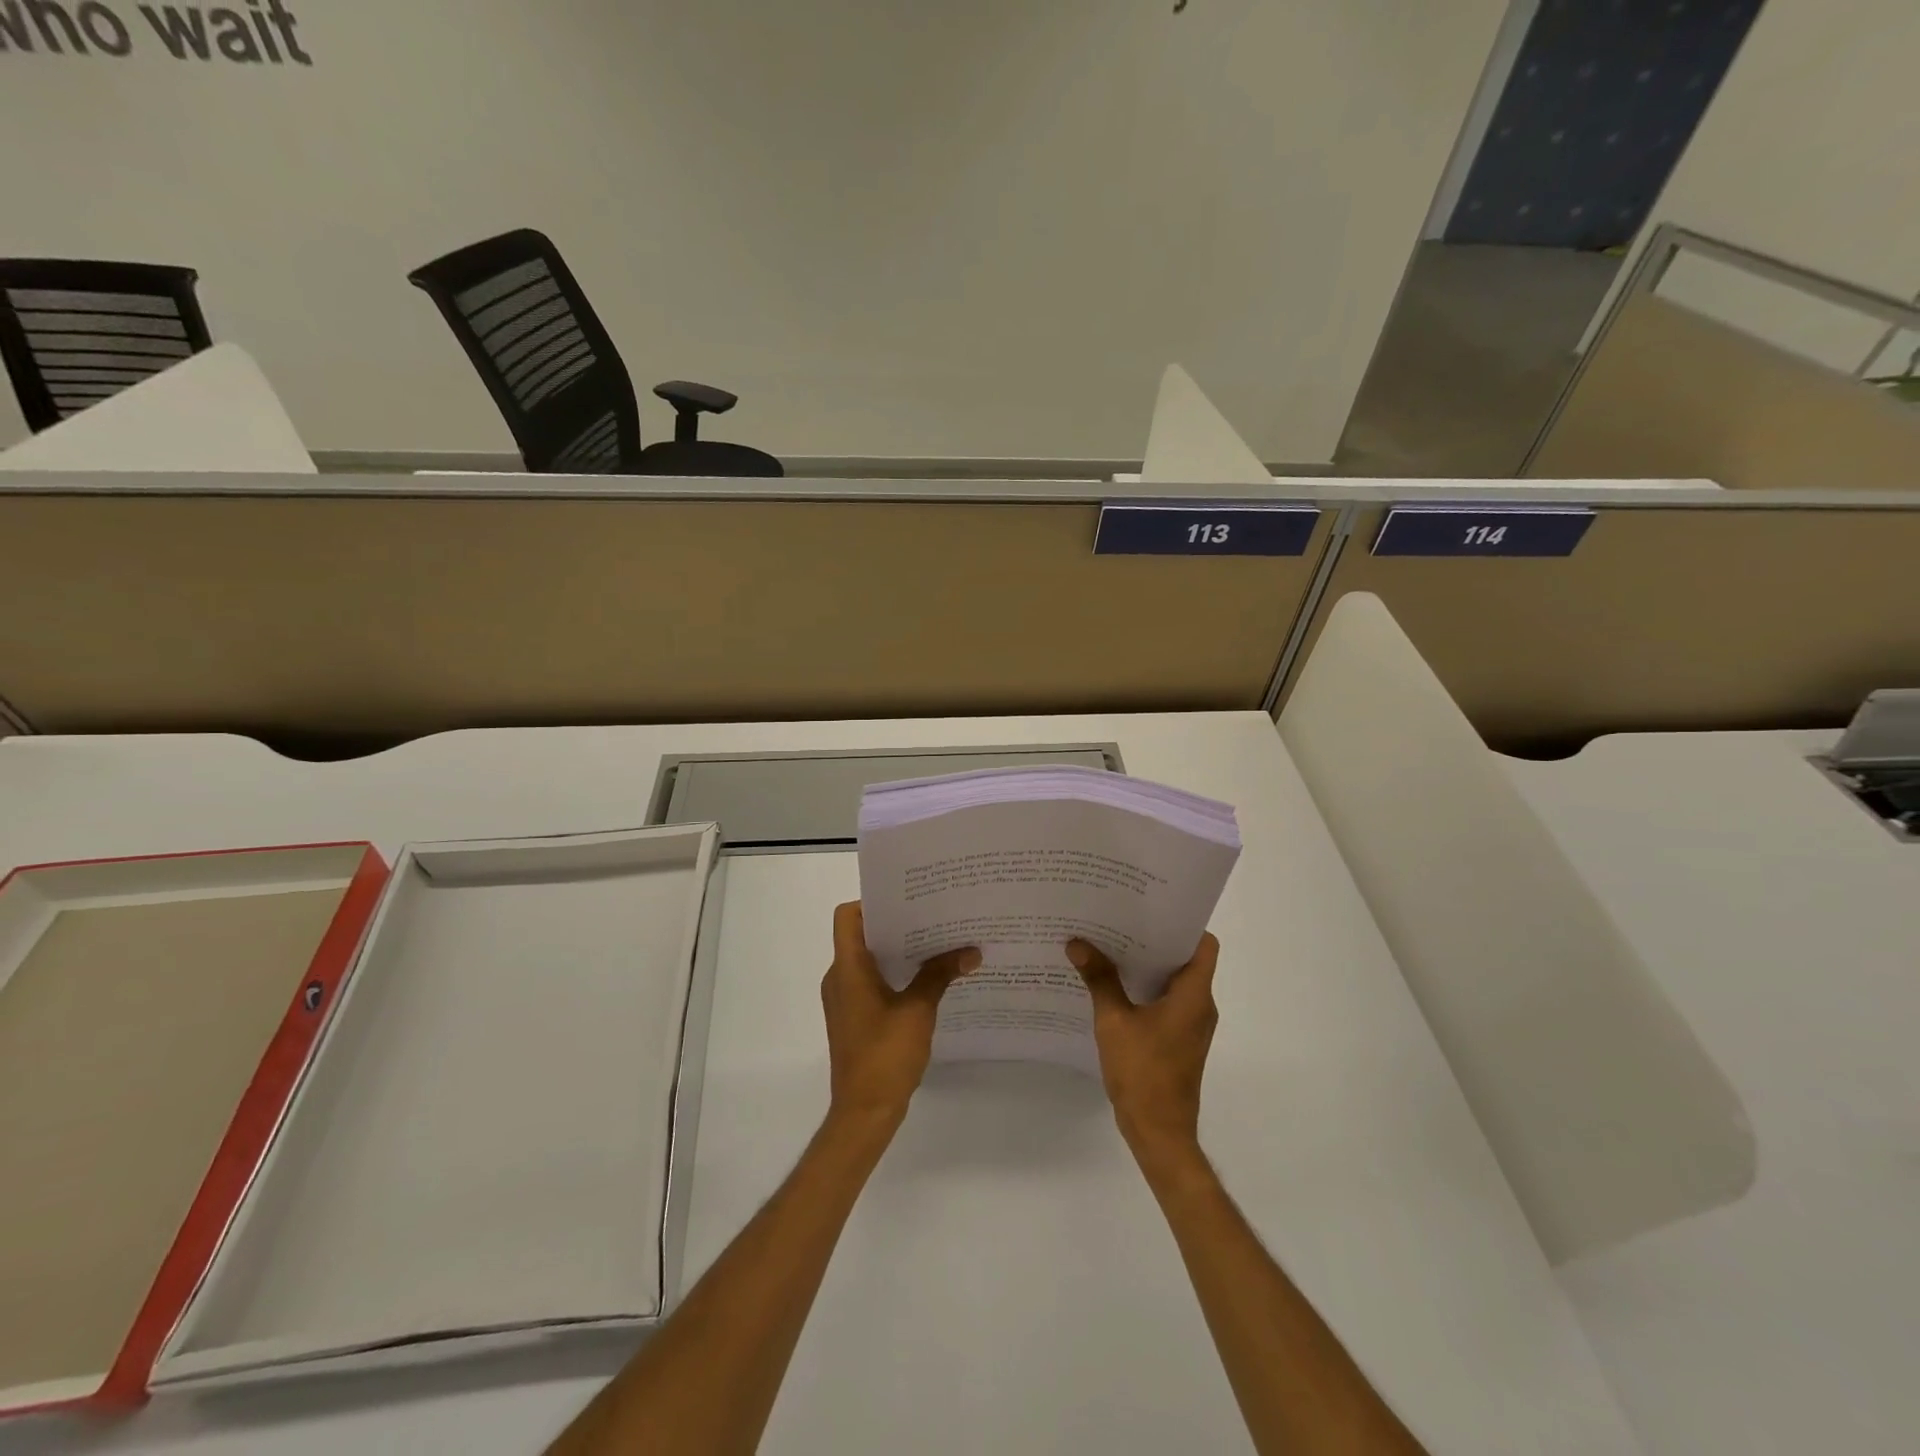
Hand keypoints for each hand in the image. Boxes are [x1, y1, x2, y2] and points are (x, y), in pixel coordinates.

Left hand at [822, 902, 978, 1131]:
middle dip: (897, 924)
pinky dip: (895, 974)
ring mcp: (845, 999)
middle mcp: (840, 978)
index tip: (908, 900)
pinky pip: (871, 982)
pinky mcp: (854, 1017)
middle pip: (862, 935)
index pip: (848, 916)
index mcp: (847, 968)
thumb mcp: (918, 1010)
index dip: (873, 902)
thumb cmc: (885, 1055)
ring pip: (869, 960)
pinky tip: (927, 979)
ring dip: (898, 950)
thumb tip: (971, 951)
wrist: (864, 1113)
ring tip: (937, 942)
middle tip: (934, 915)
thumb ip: (940, 975)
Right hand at [1067, 935, 1219, 1168]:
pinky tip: (1112, 984)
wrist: (1159, 1133)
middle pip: (1185, 959)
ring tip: (1110, 945)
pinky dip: (1145, 988)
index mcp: (1194, 996)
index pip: (1204, 944)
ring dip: (1147, 965)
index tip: (1151, 909)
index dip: (1182, 924)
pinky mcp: (1179, 1040)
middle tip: (1119, 920)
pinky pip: (1166, 1002)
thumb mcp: (1114, 1022)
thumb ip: (1099, 980)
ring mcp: (1191, 1025)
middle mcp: (1200, 1006)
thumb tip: (1077, 943)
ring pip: (1174, 981)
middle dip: (1154, 939)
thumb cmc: (1143, 1073)